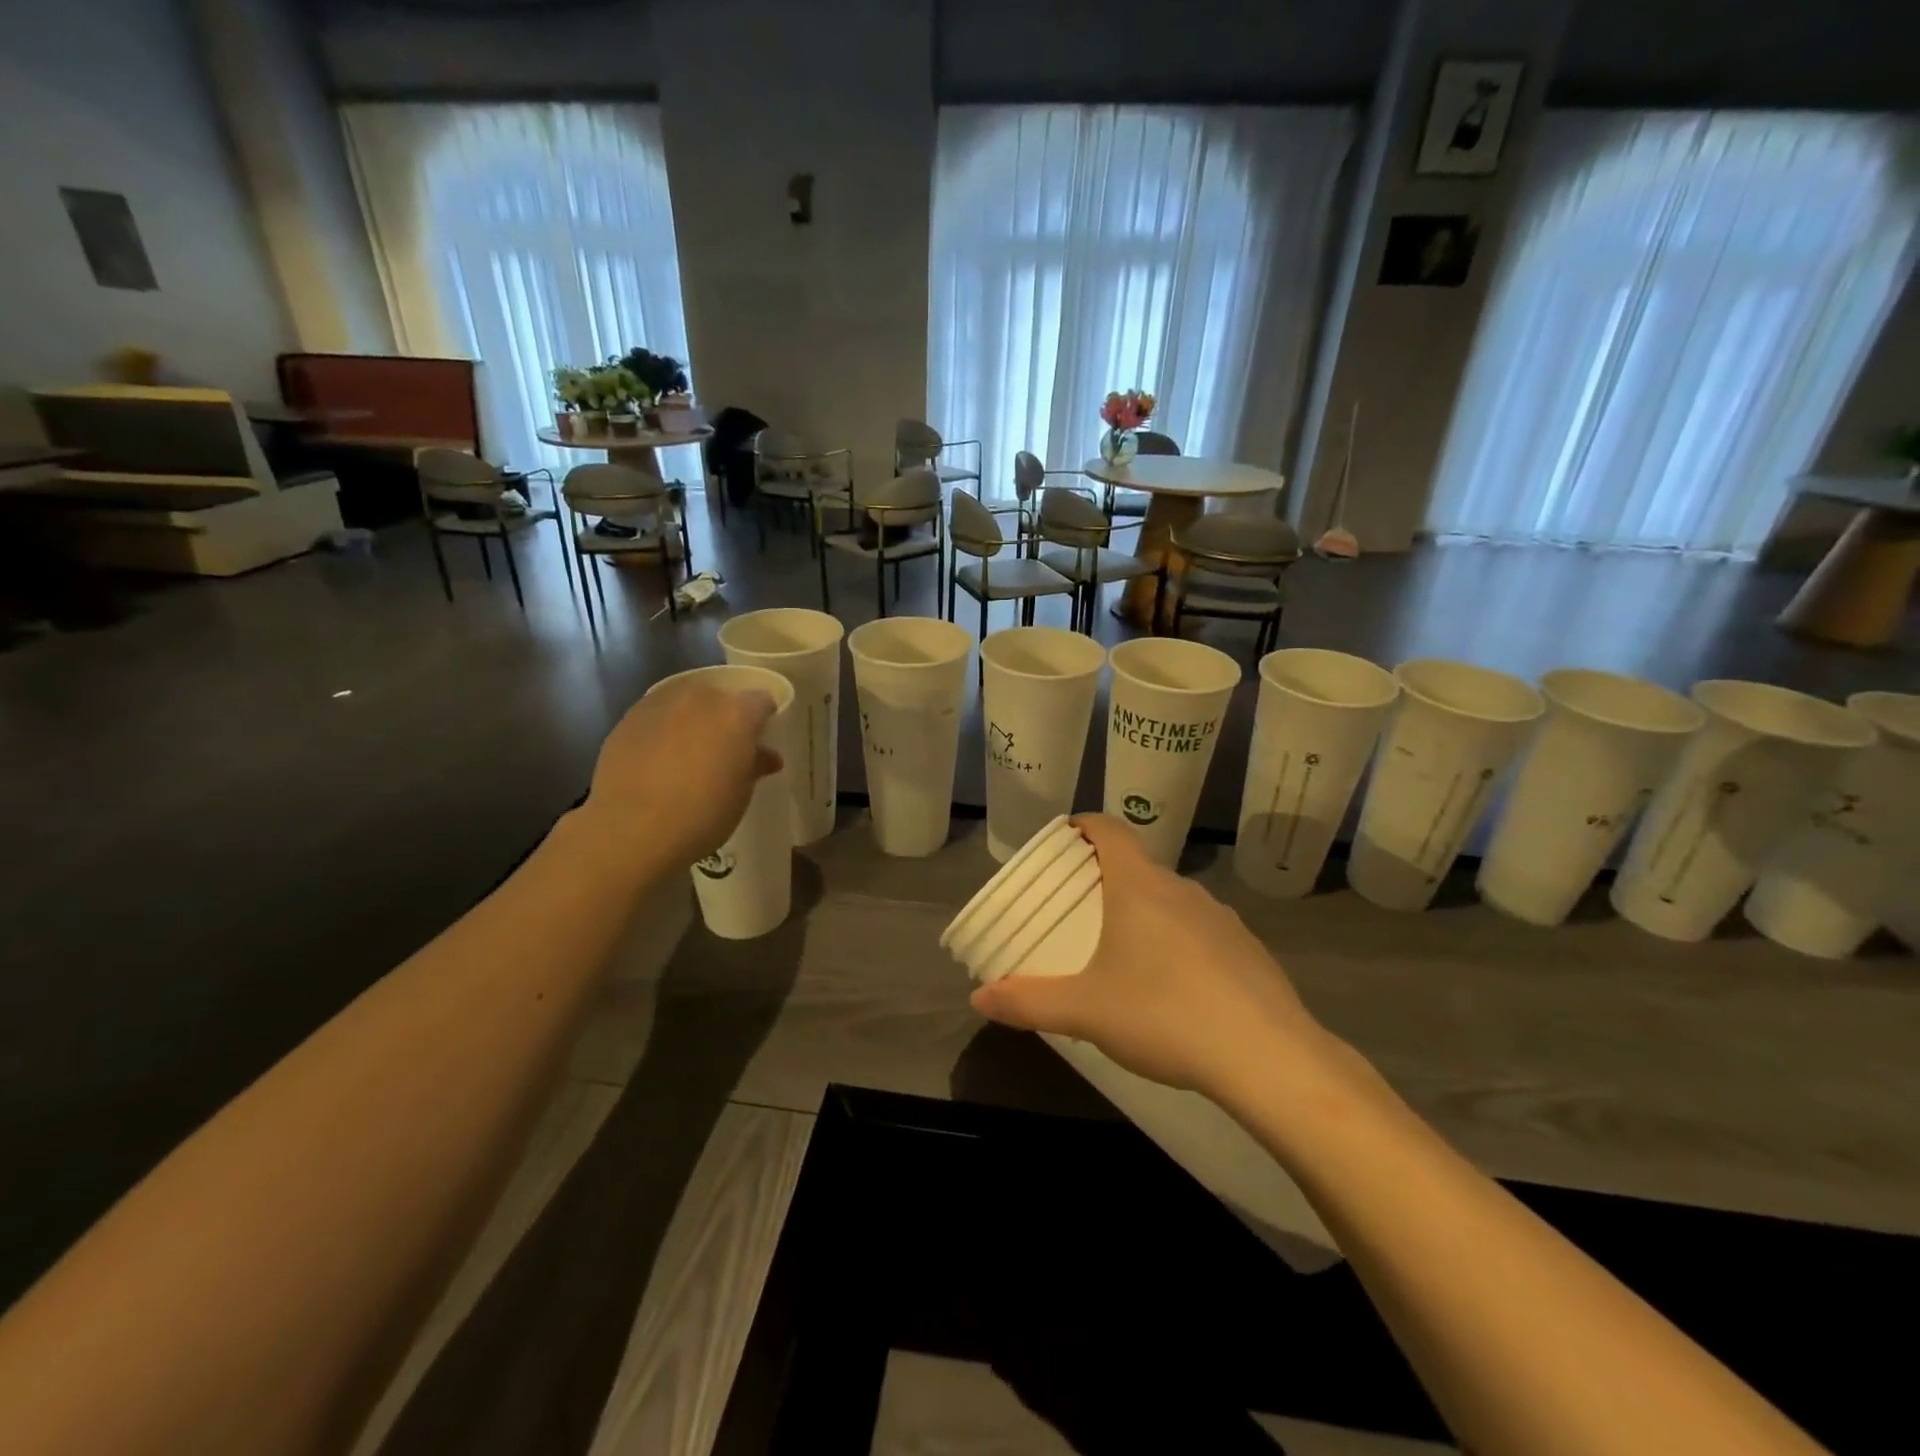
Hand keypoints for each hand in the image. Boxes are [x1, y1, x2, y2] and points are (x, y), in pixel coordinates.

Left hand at [578, 678, 781, 869]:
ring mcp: (660, 704)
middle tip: (723, 750)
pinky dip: (662, 731)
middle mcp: (699, 698)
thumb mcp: (741, 793)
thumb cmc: (702, 814)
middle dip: (725, 718)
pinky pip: (656, 717)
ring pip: (685, 704)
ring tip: (687, 754)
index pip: (761, 701)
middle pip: (720, 697)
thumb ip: (754, 765)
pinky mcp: (628, 719)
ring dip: (691, 721)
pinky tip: (658, 760)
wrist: (632, 829)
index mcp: (736, 713)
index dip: (762, 720)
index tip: (758, 742)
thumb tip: (764, 757)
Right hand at [969, 815, 1339, 1104]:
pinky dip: (1179, 943)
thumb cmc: (1164, 1015)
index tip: (1065, 838)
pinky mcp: (1249, 950)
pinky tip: (1175, 988)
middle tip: (1080, 908)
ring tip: (1124, 951)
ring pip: (1172, 900)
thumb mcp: (1085, 1012)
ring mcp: (1222, 918)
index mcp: (1139, 887)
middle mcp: (1182, 890)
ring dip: (1145, 912)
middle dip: (1106, 878)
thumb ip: (1028, 1001)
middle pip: (1138, 866)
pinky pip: (1202, 931)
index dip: (1084, 825)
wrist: (1268, 1058)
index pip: (1109, 830)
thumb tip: (978, 998)